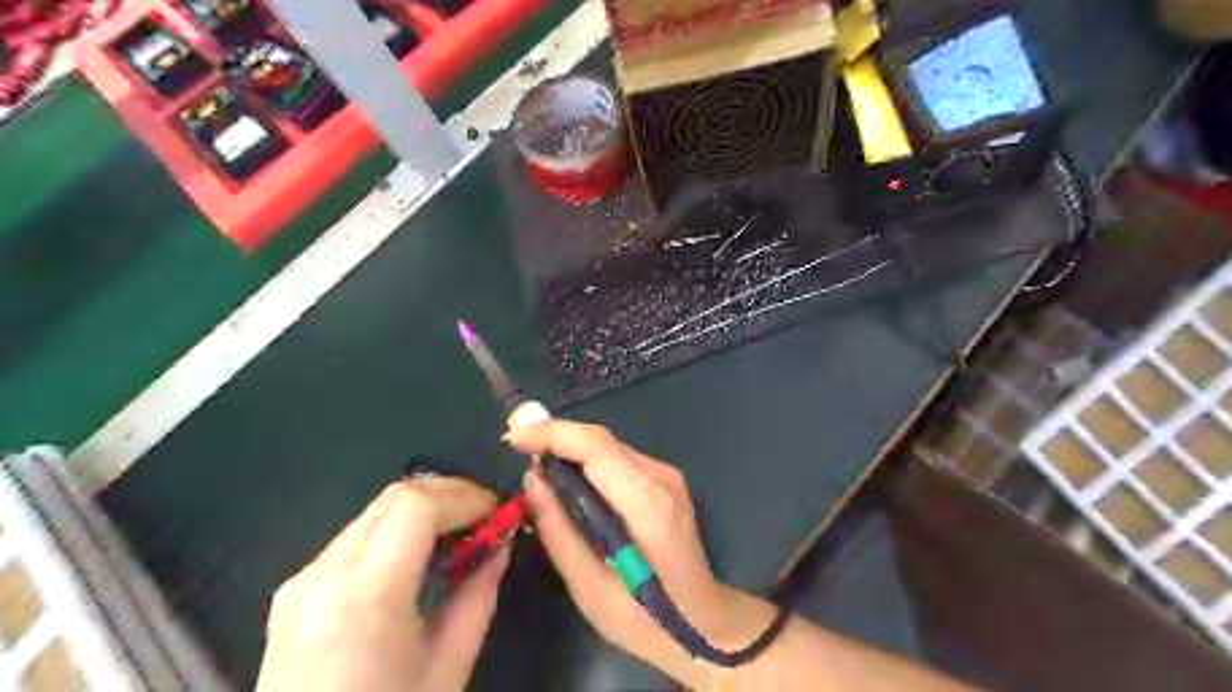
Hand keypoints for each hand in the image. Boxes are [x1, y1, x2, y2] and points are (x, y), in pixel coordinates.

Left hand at [258, 478, 510, 688]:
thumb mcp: (448, 667)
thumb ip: (478, 595)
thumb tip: (501, 545)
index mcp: (365, 594)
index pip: (418, 506)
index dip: (465, 496)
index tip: (498, 511)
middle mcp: (324, 573)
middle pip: (394, 498)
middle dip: (447, 495)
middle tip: (484, 515)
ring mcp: (301, 581)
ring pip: (374, 513)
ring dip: (422, 511)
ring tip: (458, 534)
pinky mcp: (293, 592)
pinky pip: (355, 539)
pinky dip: (395, 532)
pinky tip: (418, 557)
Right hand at [504, 419, 771, 684]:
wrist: (705, 622)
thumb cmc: (645, 618)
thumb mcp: (589, 588)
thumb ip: (558, 530)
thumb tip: (532, 480)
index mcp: (646, 504)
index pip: (596, 448)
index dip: (553, 434)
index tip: (514, 438)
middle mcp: (661, 479)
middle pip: (602, 441)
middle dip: (556, 435)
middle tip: (516, 444)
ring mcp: (668, 477)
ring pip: (610, 447)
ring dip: (571, 447)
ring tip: (534, 459)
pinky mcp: (667, 481)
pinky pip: (620, 459)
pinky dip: (588, 460)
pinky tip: (567, 476)